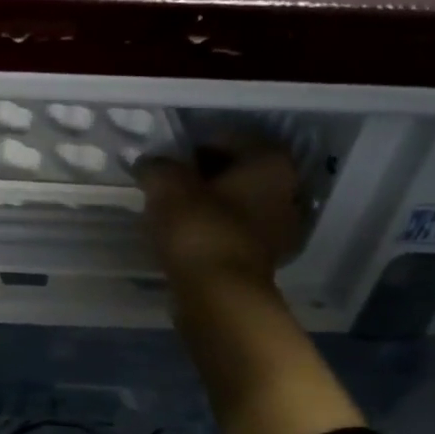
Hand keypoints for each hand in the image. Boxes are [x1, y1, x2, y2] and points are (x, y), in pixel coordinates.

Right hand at [137, 141, 305, 290]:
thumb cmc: (200, 228)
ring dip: (207, 202)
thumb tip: (148, 163)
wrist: (219, 296)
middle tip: (168, 180)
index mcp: (270, 164)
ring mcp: (279, 229)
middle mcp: (286, 191)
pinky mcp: (263, 259)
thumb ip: (157, 166)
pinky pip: (233, 230)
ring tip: (171, 208)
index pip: (230, 138)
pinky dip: (211, 228)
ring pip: (236, 202)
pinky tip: (183, 234)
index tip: (168, 156)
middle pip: (237, 171)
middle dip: (203, 173)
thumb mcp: (167, 186)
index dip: (195, 143)